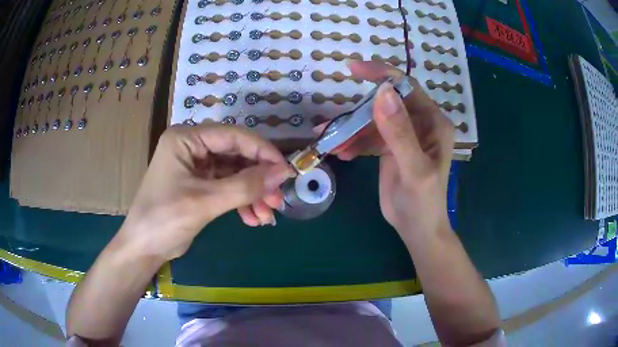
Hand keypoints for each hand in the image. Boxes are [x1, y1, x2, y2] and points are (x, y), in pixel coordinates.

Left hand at [120, 122, 294, 260]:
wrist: (143, 248)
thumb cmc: (164, 219)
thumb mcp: (205, 202)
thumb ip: (245, 186)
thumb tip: (283, 173)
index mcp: (186, 139)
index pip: (233, 136)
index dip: (263, 152)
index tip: (286, 172)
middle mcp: (192, 146)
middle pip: (236, 155)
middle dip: (258, 179)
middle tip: (277, 200)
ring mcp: (196, 166)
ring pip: (235, 173)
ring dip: (252, 194)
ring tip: (267, 216)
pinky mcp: (200, 184)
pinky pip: (228, 187)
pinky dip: (242, 202)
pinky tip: (252, 219)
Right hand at [323, 61, 454, 238]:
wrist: (416, 229)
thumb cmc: (423, 202)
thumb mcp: (414, 169)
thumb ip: (400, 132)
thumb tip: (383, 92)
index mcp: (433, 122)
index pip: (406, 88)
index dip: (382, 75)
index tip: (353, 69)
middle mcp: (420, 123)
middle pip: (385, 103)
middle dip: (357, 111)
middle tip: (331, 121)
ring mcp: (404, 135)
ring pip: (372, 121)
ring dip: (350, 129)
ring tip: (327, 139)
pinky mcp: (390, 148)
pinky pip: (368, 137)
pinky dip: (353, 142)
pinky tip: (339, 152)